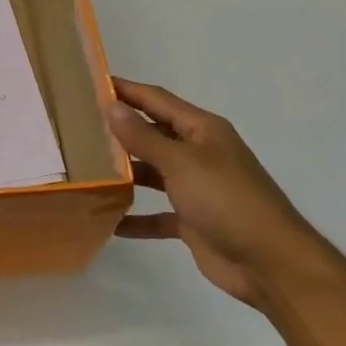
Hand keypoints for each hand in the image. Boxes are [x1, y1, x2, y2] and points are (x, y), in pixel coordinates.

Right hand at [107, 77, 337, 307]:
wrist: (269, 262)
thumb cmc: (227, 200)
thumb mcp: (181, 163)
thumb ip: (144, 137)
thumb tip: (112, 106)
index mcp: (201, 130)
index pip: (156, 100)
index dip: (125, 90)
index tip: (89, 83)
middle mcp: (198, 153)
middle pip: (152, 134)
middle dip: (119, 131)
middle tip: (76, 128)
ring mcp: (196, 188)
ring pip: (152, 173)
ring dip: (124, 173)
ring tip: (84, 169)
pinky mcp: (192, 220)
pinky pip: (157, 214)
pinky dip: (136, 218)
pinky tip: (108, 221)